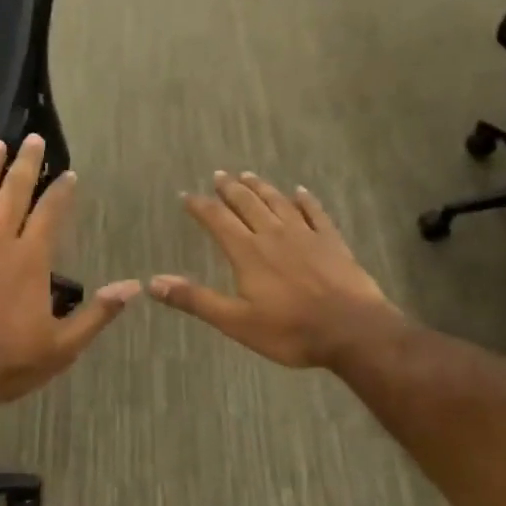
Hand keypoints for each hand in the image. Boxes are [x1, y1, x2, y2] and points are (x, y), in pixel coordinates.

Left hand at [0, 135, 140, 428]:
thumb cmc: (9, 363)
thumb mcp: (64, 345)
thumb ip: (98, 312)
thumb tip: (134, 285)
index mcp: (30, 259)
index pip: (51, 214)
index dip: (61, 192)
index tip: (69, 174)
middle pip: (13, 192)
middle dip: (26, 164)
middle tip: (32, 139)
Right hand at [152, 171, 396, 369]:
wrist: (352, 330)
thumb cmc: (290, 331)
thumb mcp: (235, 321)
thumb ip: (195, 299)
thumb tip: (153, 283)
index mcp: (247, 252)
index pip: (217, 220)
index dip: (200, 206)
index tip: (186, 196)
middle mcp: (274, 235)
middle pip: (247, 204)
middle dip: (230, 189)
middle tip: (218, 175)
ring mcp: (306, 235)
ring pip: (278, 203)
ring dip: (261, 188)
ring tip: (249, 176)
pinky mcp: (332, 242)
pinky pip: (315, 213)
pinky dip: (305, 200)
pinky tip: (300, 192)